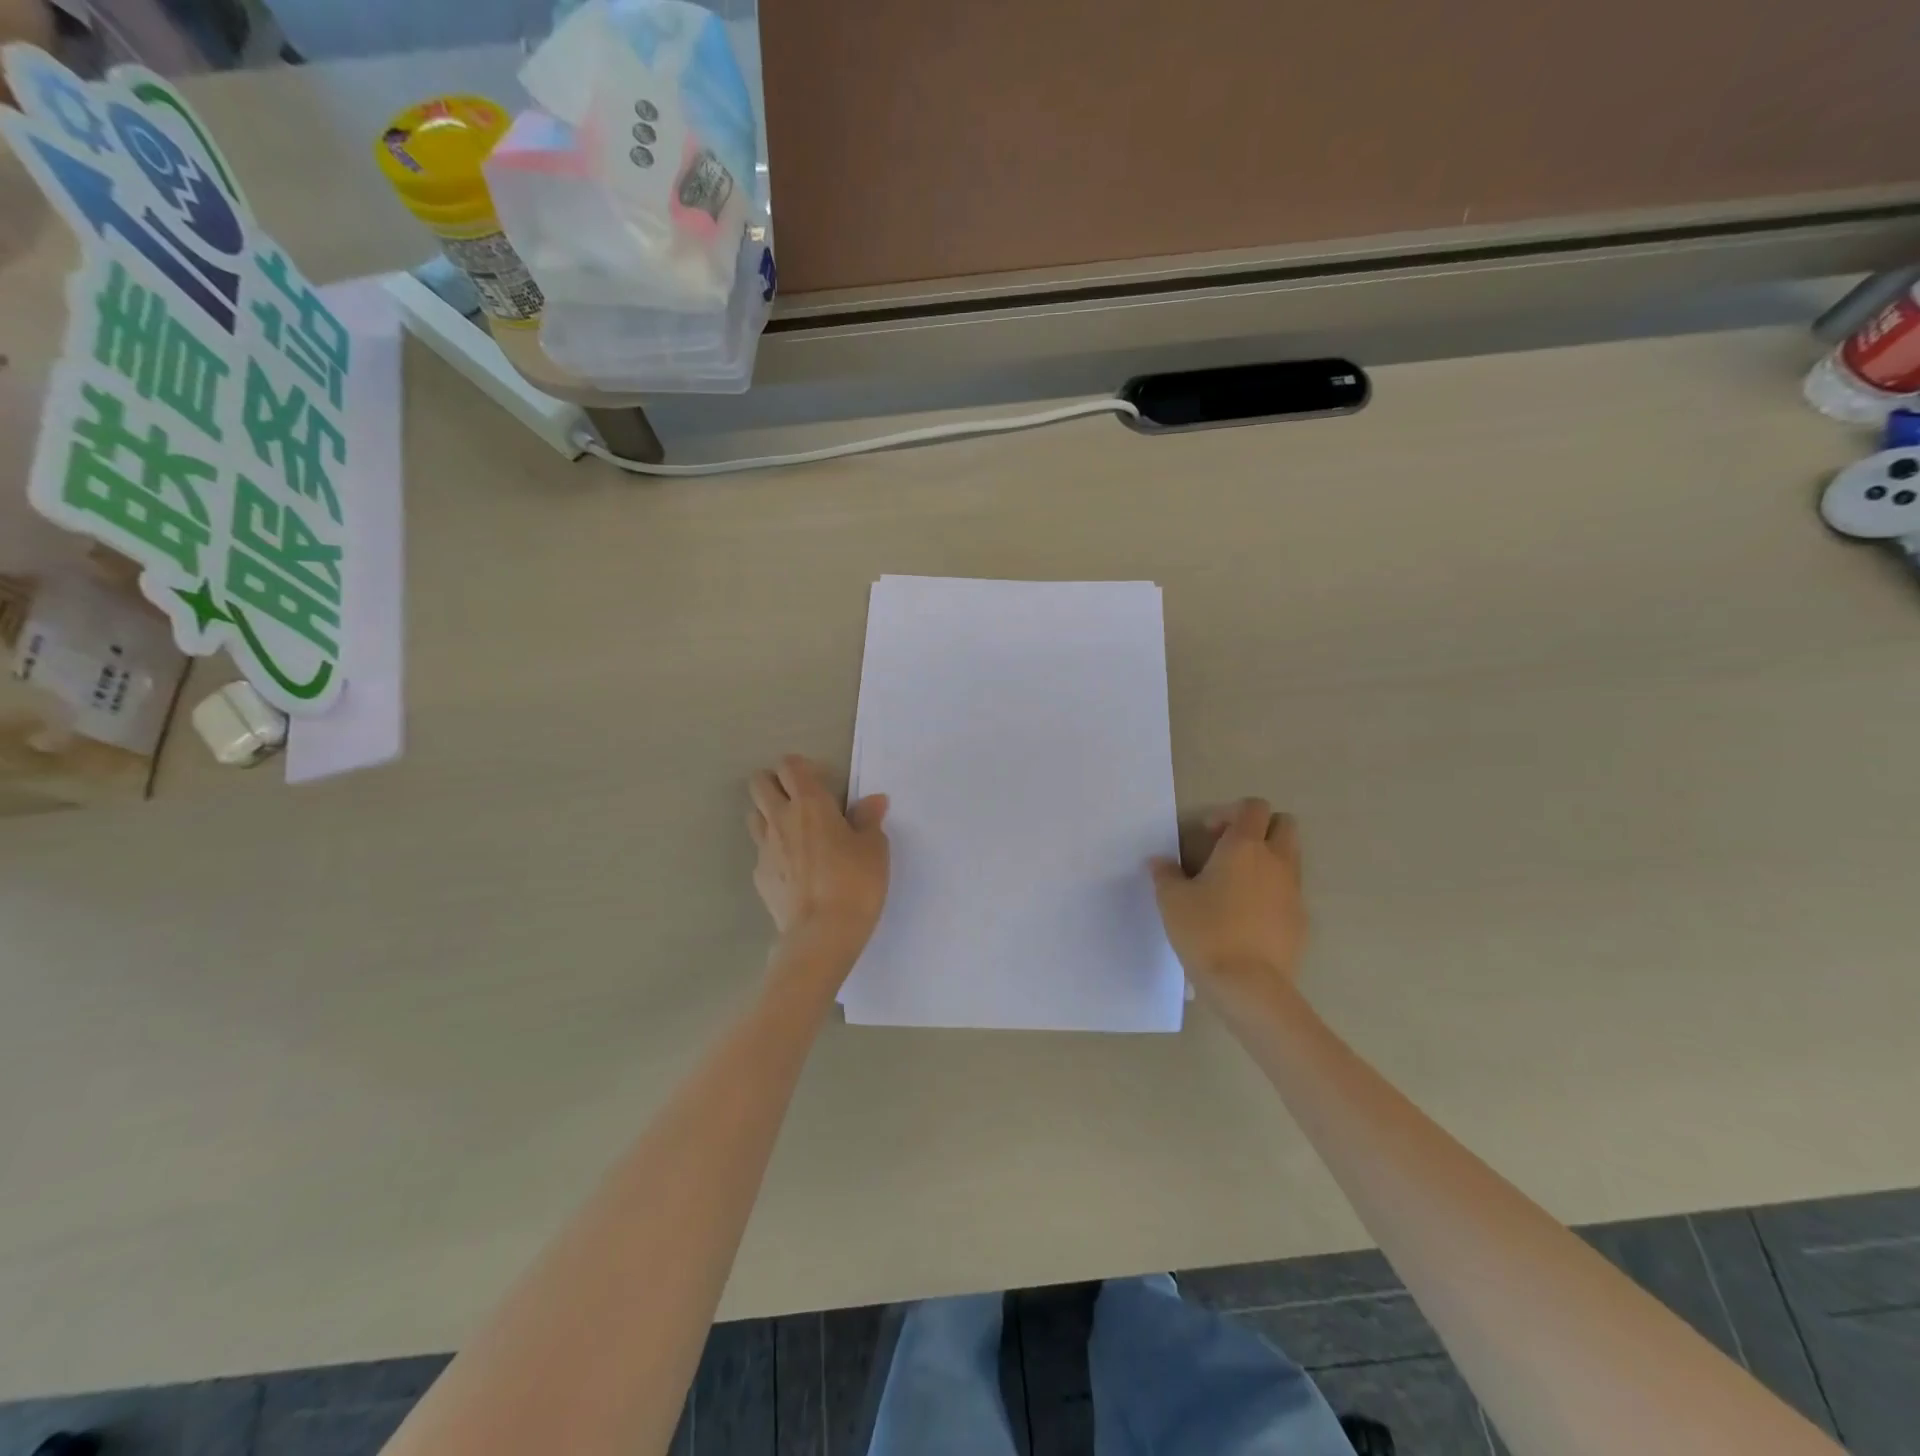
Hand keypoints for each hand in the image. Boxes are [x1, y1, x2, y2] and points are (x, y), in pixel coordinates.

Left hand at [747, 755, 889, 960]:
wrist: (821, 934)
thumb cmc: (855, 883)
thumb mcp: (875, 848)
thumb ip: (869, 819)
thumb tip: (873, 800)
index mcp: (810, 803)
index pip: (790, 766)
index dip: (801, 767)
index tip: (820, 780)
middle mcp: (781, 818)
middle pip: (759, 783)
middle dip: (775, 783)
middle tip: (800, 800)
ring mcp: (765, 848)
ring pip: (754, 815)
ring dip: (769, 815)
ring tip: (794, 832)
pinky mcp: (759, 876)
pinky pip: (761, 851)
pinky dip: (773, 851)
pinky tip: (793, 869)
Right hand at [1151, 798, 1307, 1012]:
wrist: (1249, 985)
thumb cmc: (1206, 932)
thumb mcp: (1172, 900)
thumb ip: (1165, 874)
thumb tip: (1159, 861)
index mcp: (1244, 846)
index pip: (1253, 807)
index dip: (1230, 812)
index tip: (1208, 833)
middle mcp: (1275, 860)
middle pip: (1284, 824)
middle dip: (1260, 828)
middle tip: (1230, 850)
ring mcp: (1293, 890)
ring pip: (1290, 857)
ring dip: (1268, 859)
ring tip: (1237, 884)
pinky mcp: (1301, 919)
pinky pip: (1290, 891)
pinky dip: (1273, 892)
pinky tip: (1248, 916)